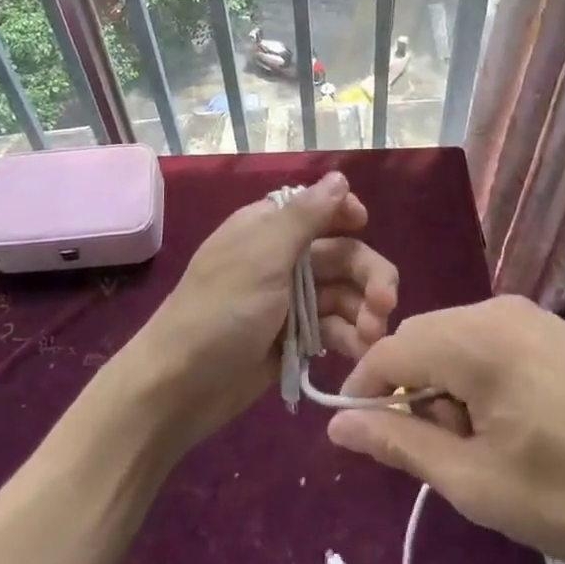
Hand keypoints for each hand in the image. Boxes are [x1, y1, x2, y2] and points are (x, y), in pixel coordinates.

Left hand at [117, 172, 398, 453]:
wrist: (179, 387)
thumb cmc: (220, 312)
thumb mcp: (262, 257)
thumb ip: (304, 216)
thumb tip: (340, 176)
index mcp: (268, 228)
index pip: (318, 208)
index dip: (346, 215)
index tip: (365, 227)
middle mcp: (282, 258)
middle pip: (342, 254)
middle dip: (368, 276)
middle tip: (385, 306)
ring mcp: (290, 300)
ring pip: (344, 294)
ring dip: (364, 311)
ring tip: (371, 339)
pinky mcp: (295, 338)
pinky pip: (334, 328)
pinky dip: (350, 337)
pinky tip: (359, 353)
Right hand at [324, 297, 564, 563]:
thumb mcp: (475, 482)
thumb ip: (400, 443)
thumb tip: (337, 424)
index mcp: (474, 338)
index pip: (390, 348)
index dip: (364, 388)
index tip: (359, 432)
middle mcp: (500, 309)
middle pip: (424, 338)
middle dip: (409, 388)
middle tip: (427, 448)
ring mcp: (537, 316)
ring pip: (459, 338)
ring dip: (445, 383)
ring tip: (471, 443)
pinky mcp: (562, 332)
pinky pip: (495, 341)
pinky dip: (479, 375)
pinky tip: (509, 422)